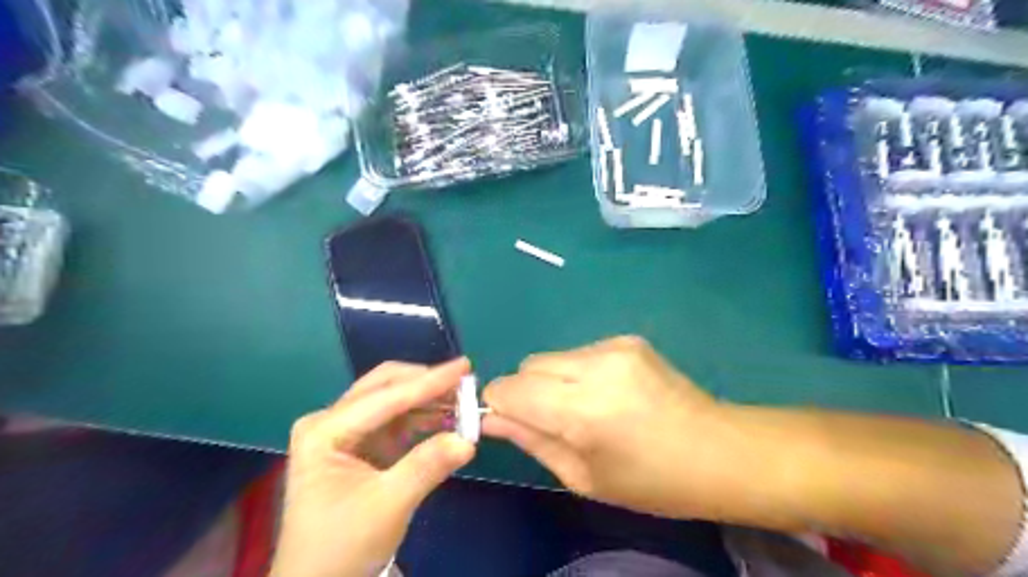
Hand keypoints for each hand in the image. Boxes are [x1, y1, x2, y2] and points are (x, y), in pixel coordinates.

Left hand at [264, 359, 472, 575]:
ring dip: (428, 399)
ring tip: (463, 400)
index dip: (429, 381)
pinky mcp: (360, 445)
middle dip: (426, 384)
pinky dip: (423, 417)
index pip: (386, 398)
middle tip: (465, 383)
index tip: (465, 366)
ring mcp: (344, 432)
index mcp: (325, 431)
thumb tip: (468, 439)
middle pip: (385, 387)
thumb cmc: (342, 547)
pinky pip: (396, 420)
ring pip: (393, 400)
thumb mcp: (388, 506)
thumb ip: (427, 467)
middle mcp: (331, 422)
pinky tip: (447, 418)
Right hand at [484, 335, 751, 521]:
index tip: (508, 422)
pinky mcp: (628, 339)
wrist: (719, 450)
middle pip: (529, 365)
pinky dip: (579, 372)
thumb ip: (531, 440)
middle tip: (552, 421)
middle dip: (526, 392)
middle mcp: (595, 367)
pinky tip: (609, 393)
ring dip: (554, 381)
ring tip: (586, 408)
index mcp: (583, 410)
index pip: (510, 388)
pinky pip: (580, 353)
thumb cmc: (650, 481)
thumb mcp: (583, 477)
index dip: (500, 404)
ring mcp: (615, 347)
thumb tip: (491, 419)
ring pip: (553, 357)